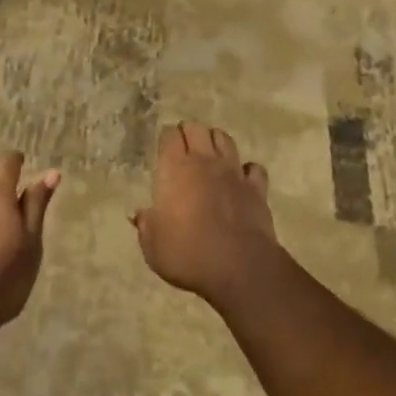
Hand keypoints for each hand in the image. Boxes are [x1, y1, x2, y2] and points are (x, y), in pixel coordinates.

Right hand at [132, 123, 280, 309]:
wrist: (238, 267)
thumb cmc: (187, 254)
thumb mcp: (153, 246)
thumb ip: (146, 225)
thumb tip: (139, 215)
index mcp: (175, 170)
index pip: (169, 136)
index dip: (166, 138)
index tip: (163, 148)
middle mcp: (204, 162)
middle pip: (197, 129)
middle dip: (189, 133)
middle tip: (184, 148)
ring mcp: (233, 172)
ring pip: (225, 139)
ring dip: (216, 142)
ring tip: (210, 155)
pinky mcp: (257, 187)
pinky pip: (253, 168)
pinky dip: (247, 170)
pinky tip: (241, 179)